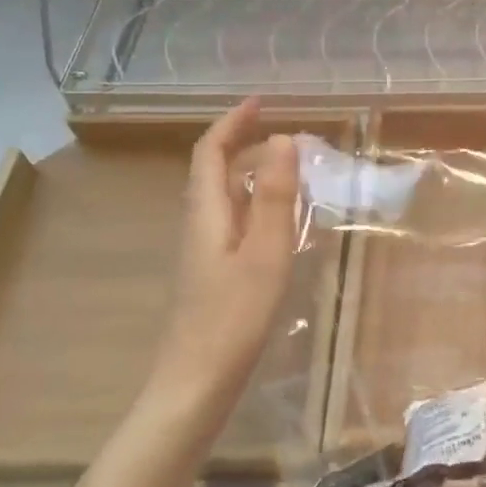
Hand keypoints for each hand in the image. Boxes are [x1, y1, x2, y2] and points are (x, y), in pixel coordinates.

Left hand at [140, 98, 301, 426]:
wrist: (195, 384)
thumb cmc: (233, 318)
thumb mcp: (265, 253)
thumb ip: (277, 197)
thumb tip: (285, 139)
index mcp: (207, 213)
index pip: (211, 152)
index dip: (232, 122)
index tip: (262, 101)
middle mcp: (200, 225)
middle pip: (214, 170)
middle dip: (244, 143)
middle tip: (288, 135)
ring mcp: (204, 251)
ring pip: (224, 196)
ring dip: (252, 172)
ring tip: (290, 168)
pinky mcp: (213, 272)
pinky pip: (234, 220)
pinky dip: (256, 203)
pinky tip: (279, 220)